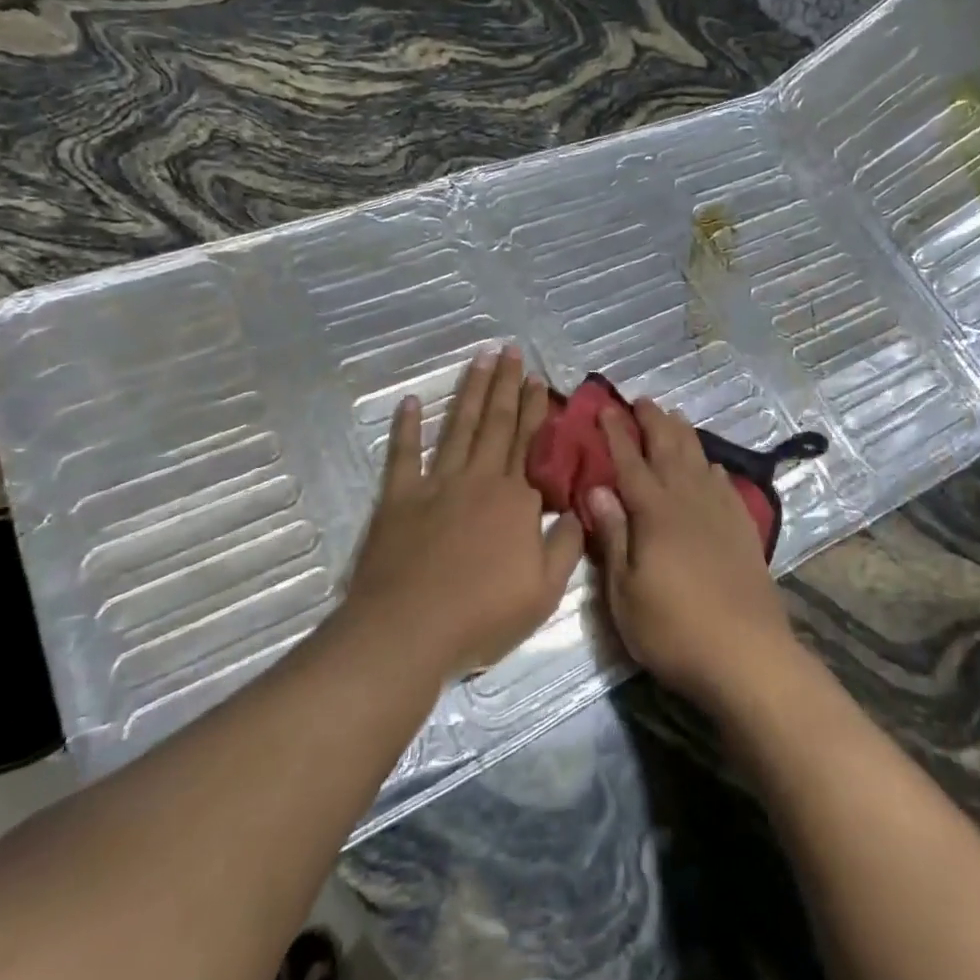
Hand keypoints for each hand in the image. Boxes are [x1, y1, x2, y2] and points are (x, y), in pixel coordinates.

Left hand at [340, 345, 583, 682]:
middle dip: (505, 384)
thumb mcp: (544, 590)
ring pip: (459, 427)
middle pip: (496, 422)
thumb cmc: (482, 614)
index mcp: (515, 498)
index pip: (529, 442)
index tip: (538, 378)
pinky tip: (409, 403)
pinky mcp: (399, 498)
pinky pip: (403, 455)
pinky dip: (406, 428)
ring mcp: (435, 484)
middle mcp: (478, 479)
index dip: (535, 408)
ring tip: (479, 360)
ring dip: (470, 392)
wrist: (409, 629)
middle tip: (509, 350)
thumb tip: (581, 508)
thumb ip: (567, 545)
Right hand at [585, 399, 798, 712]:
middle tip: (640, 400)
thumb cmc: (674, 629)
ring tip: (673, 416)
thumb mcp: (625, 592)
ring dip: (683, 435)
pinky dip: (713, 467)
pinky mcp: (743, 531)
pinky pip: (725, 485)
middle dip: (652, 422)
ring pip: (698, 460)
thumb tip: (596, 490)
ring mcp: (720, 514)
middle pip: (668, 450)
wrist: (748, 656)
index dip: (616, 433)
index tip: (605, 407)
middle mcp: (688, 501)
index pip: (630, 463)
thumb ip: (613, 536)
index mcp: (654, 513)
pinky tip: (710, 465)